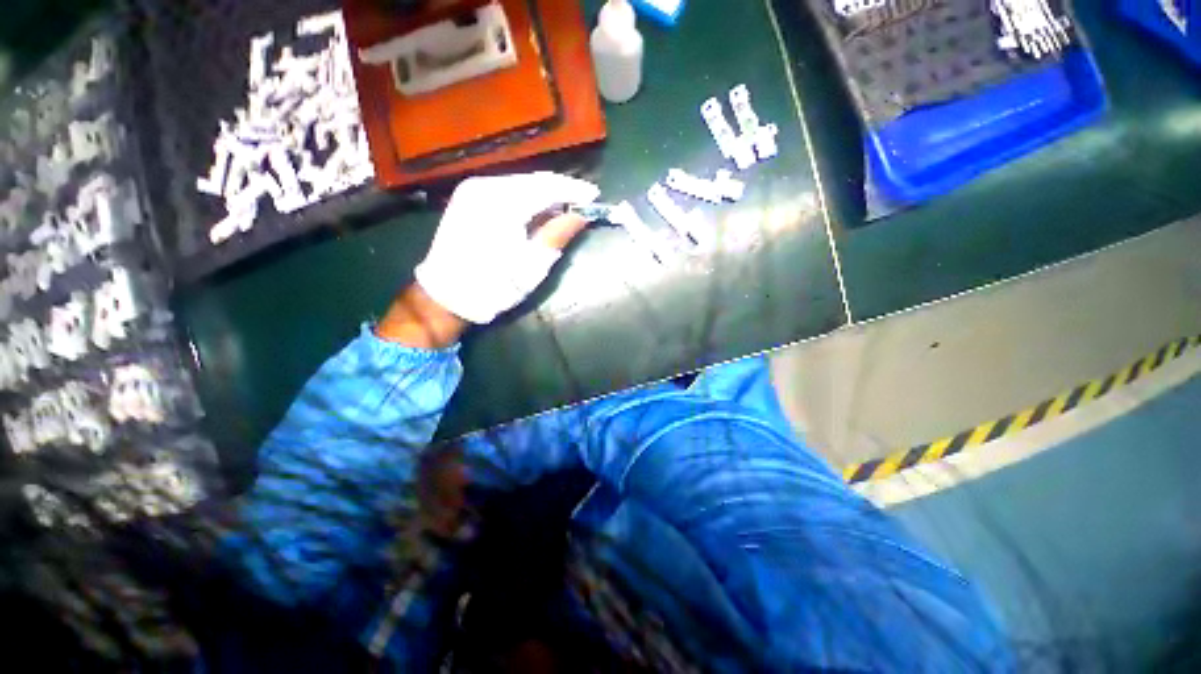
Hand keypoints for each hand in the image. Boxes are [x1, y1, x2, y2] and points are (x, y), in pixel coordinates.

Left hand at [413, 172, 600, 324]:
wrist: (446, 296)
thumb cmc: (494, 286)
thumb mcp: (532, 265)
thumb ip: (558, 234)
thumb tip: (582, 215)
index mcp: (502, 203)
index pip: (547, 187)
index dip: (574, 190)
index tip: (594, 195)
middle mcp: (485, 186)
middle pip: (533, 181)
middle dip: (560, 190)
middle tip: (582, 202)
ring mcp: (472, 190)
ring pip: (519, 184)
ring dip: (544, 194)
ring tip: (565, 207)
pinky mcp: (467, 198)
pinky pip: (505, 190)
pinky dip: (525, 198)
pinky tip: (538, 210)